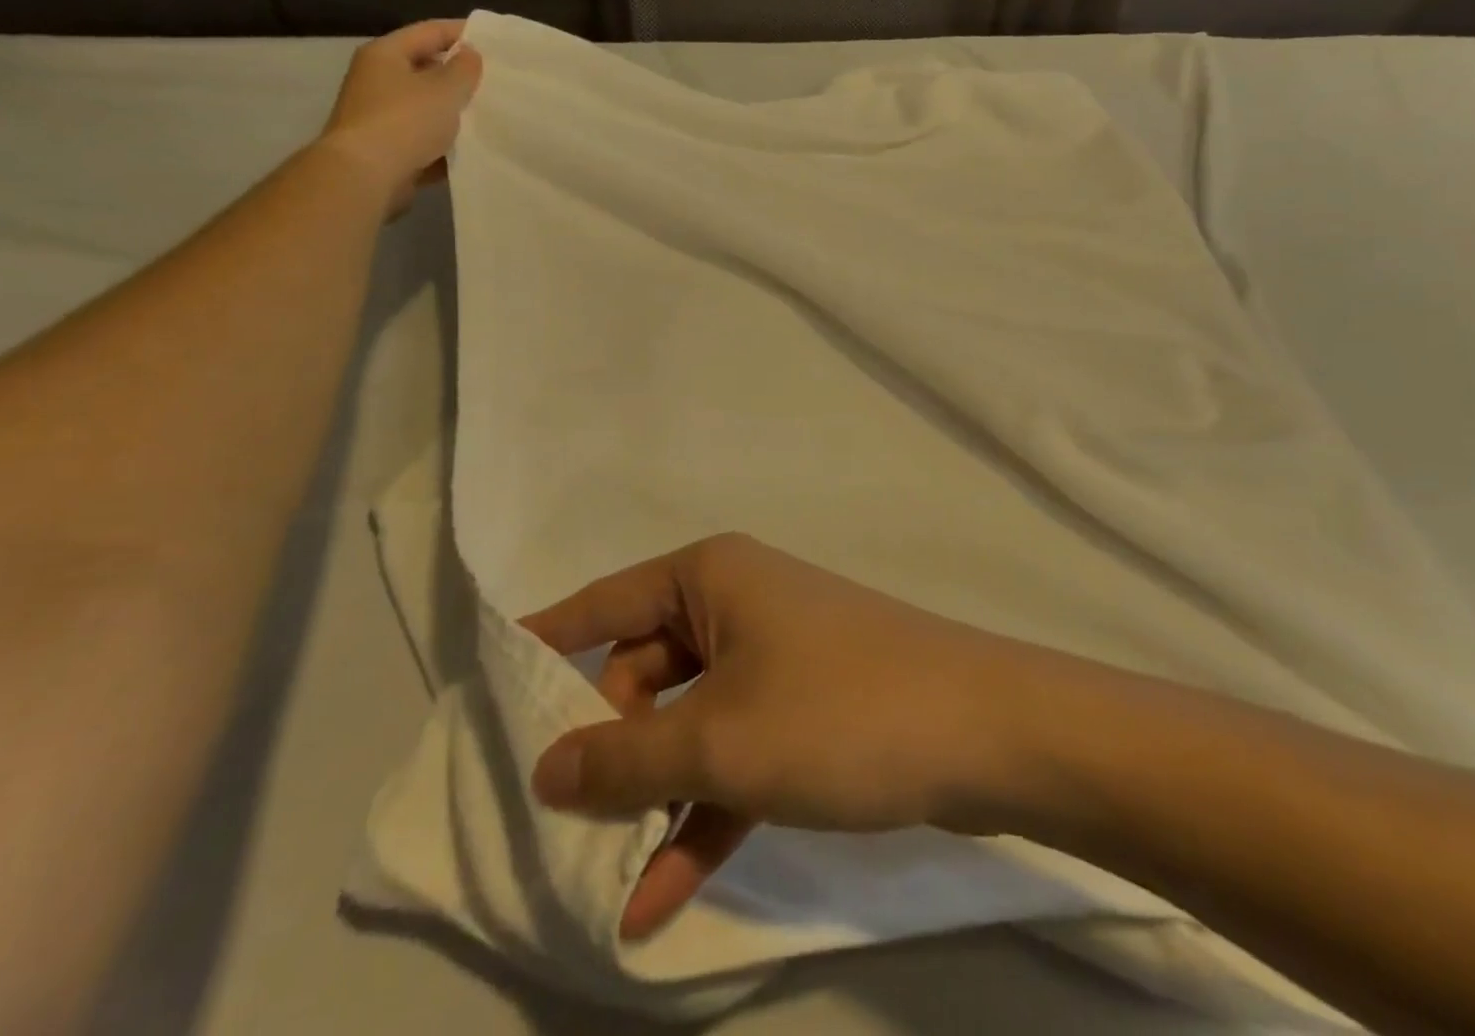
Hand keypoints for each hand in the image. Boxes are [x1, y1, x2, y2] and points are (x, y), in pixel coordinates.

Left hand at [318, 20, 481, 213]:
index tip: (494, 41)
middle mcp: (377, 80)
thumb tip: (469, 54)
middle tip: (495, 80)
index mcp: (386, 54)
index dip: (462, 32)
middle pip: (425, 68)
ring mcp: (380, 116)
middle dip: (459, 75)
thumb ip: (463, 70)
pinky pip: (423, 139)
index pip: (429, 31)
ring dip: (453, 110)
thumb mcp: (444, 90)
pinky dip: (444, 142)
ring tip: (488, 115)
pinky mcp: (387, 148)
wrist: (365, 176)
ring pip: (425, 106)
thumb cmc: (405, 122)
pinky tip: (470, 149)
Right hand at [522, 534, 1031, 938]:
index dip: (548, 640)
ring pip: (689, 721)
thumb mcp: (717, 739)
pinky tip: (659, 896)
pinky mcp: (804, 710)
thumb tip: (545, 767)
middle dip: (607, 741)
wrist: (983, 732)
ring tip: (601, 872)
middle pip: (644, 669)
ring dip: (653, 792)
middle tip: (563, 811)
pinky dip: (702, 812)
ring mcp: (773, 659)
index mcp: (710, 578)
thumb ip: (624, 758)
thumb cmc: (836, 710)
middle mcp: (737, 605)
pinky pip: (735, 754)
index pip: (606, 602)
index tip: (491, 679)